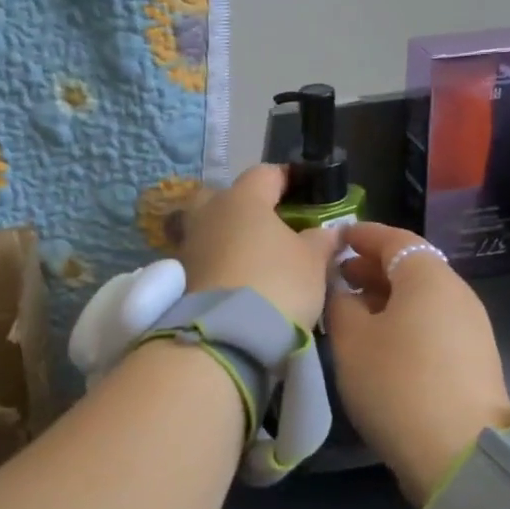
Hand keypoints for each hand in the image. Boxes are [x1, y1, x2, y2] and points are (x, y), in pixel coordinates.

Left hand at [180, 164, 342, 330]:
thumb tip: (329, 231)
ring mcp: (189, 243)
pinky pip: (203, 256)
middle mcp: (209, 212)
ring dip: (228, 235)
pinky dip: (217, 261)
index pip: (265, 173)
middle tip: (270, 224)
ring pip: (209, 226)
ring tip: (253, 255)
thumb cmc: (277, 283)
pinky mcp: (180, 275)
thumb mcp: (313, 262)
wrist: (226, 335)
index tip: (303, 190)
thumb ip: (321, 240)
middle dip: (245, 204)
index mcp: (243, 198)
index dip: (286, 178)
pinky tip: (236, 277)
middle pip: (225, 195)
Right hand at [326, 224, 509, 505]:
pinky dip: (404, 320)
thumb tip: (341, 290)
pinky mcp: (473, 359)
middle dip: (372, 268)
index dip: (362, 236)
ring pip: (421, 298)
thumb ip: (340, 304)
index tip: (336, 238)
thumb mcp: (352, 340)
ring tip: (352, 310)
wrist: (460, 452)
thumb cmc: (396, 383)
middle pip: (411, 268)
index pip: (394, 239)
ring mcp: (470, 327)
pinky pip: (432, 323)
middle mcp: (456, 293)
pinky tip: (379, 342)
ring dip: (386, 297)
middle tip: (337, 277)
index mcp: (428, 277)